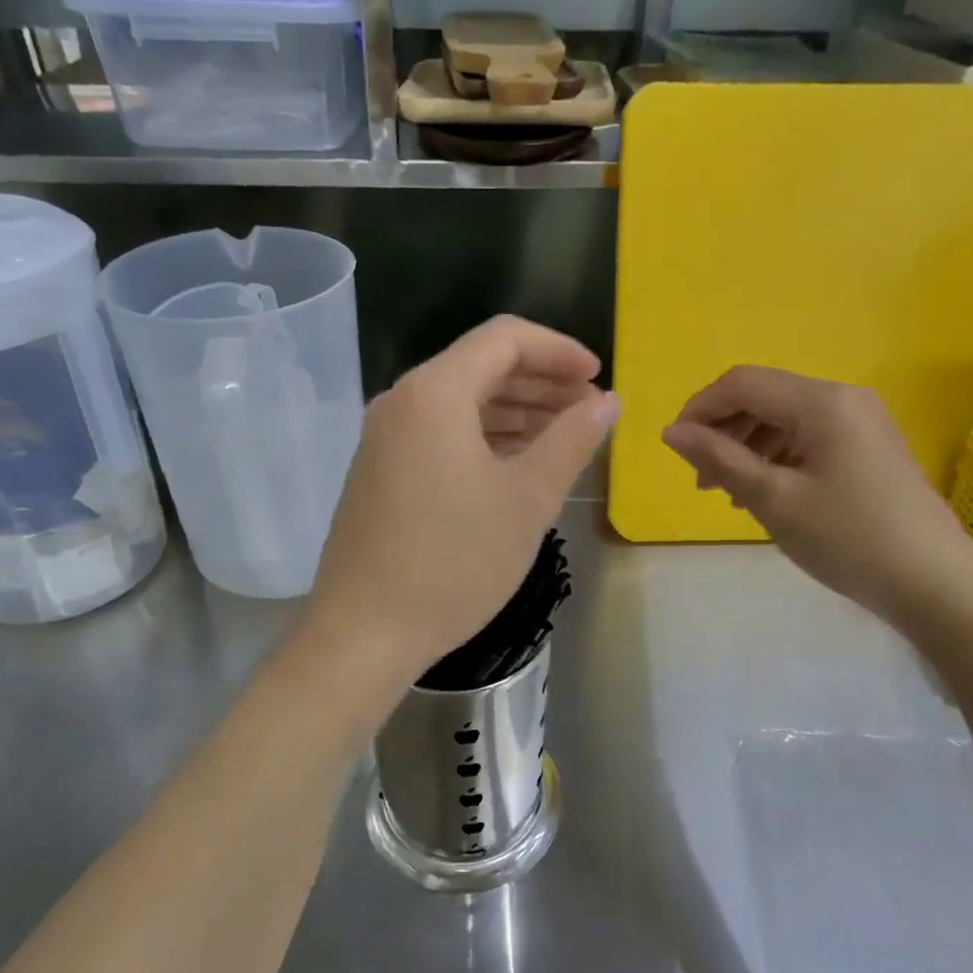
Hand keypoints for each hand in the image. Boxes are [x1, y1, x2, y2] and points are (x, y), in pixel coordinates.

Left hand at [307, 316, 617, 680]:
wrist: (364, 633)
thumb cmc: (454, 562)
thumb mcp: (527, 499)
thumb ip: (571, 440)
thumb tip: (608, 402)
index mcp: (434, 393)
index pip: (504, 339)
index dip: (559, 351)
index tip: (598, 379)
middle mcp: (401, 402)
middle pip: (480, 367)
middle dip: (540, 382)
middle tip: (589, 410)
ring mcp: (384, 439)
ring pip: (460, 403)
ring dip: (515, 412)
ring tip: (562, 437)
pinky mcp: (380, 472)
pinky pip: (440, 434)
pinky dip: (483, 438)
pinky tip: (516, 465)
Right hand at [661, 367, 972, 625]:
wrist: (933, 583)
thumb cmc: (846, 537)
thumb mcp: (772, 498)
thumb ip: (718, 459)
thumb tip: (671, 431)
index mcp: (821, 402)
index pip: (742, 383)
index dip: (700, 408)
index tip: (675, 447)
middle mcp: (843, 399)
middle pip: (764, 398)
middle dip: (723, 431)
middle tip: (701, 481)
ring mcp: (861, 423)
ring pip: (783, 420)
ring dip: (746, 447)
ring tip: (728, 493)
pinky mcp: (868, 448)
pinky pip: (807, 438)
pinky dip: (775, 458)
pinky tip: (764, 493)